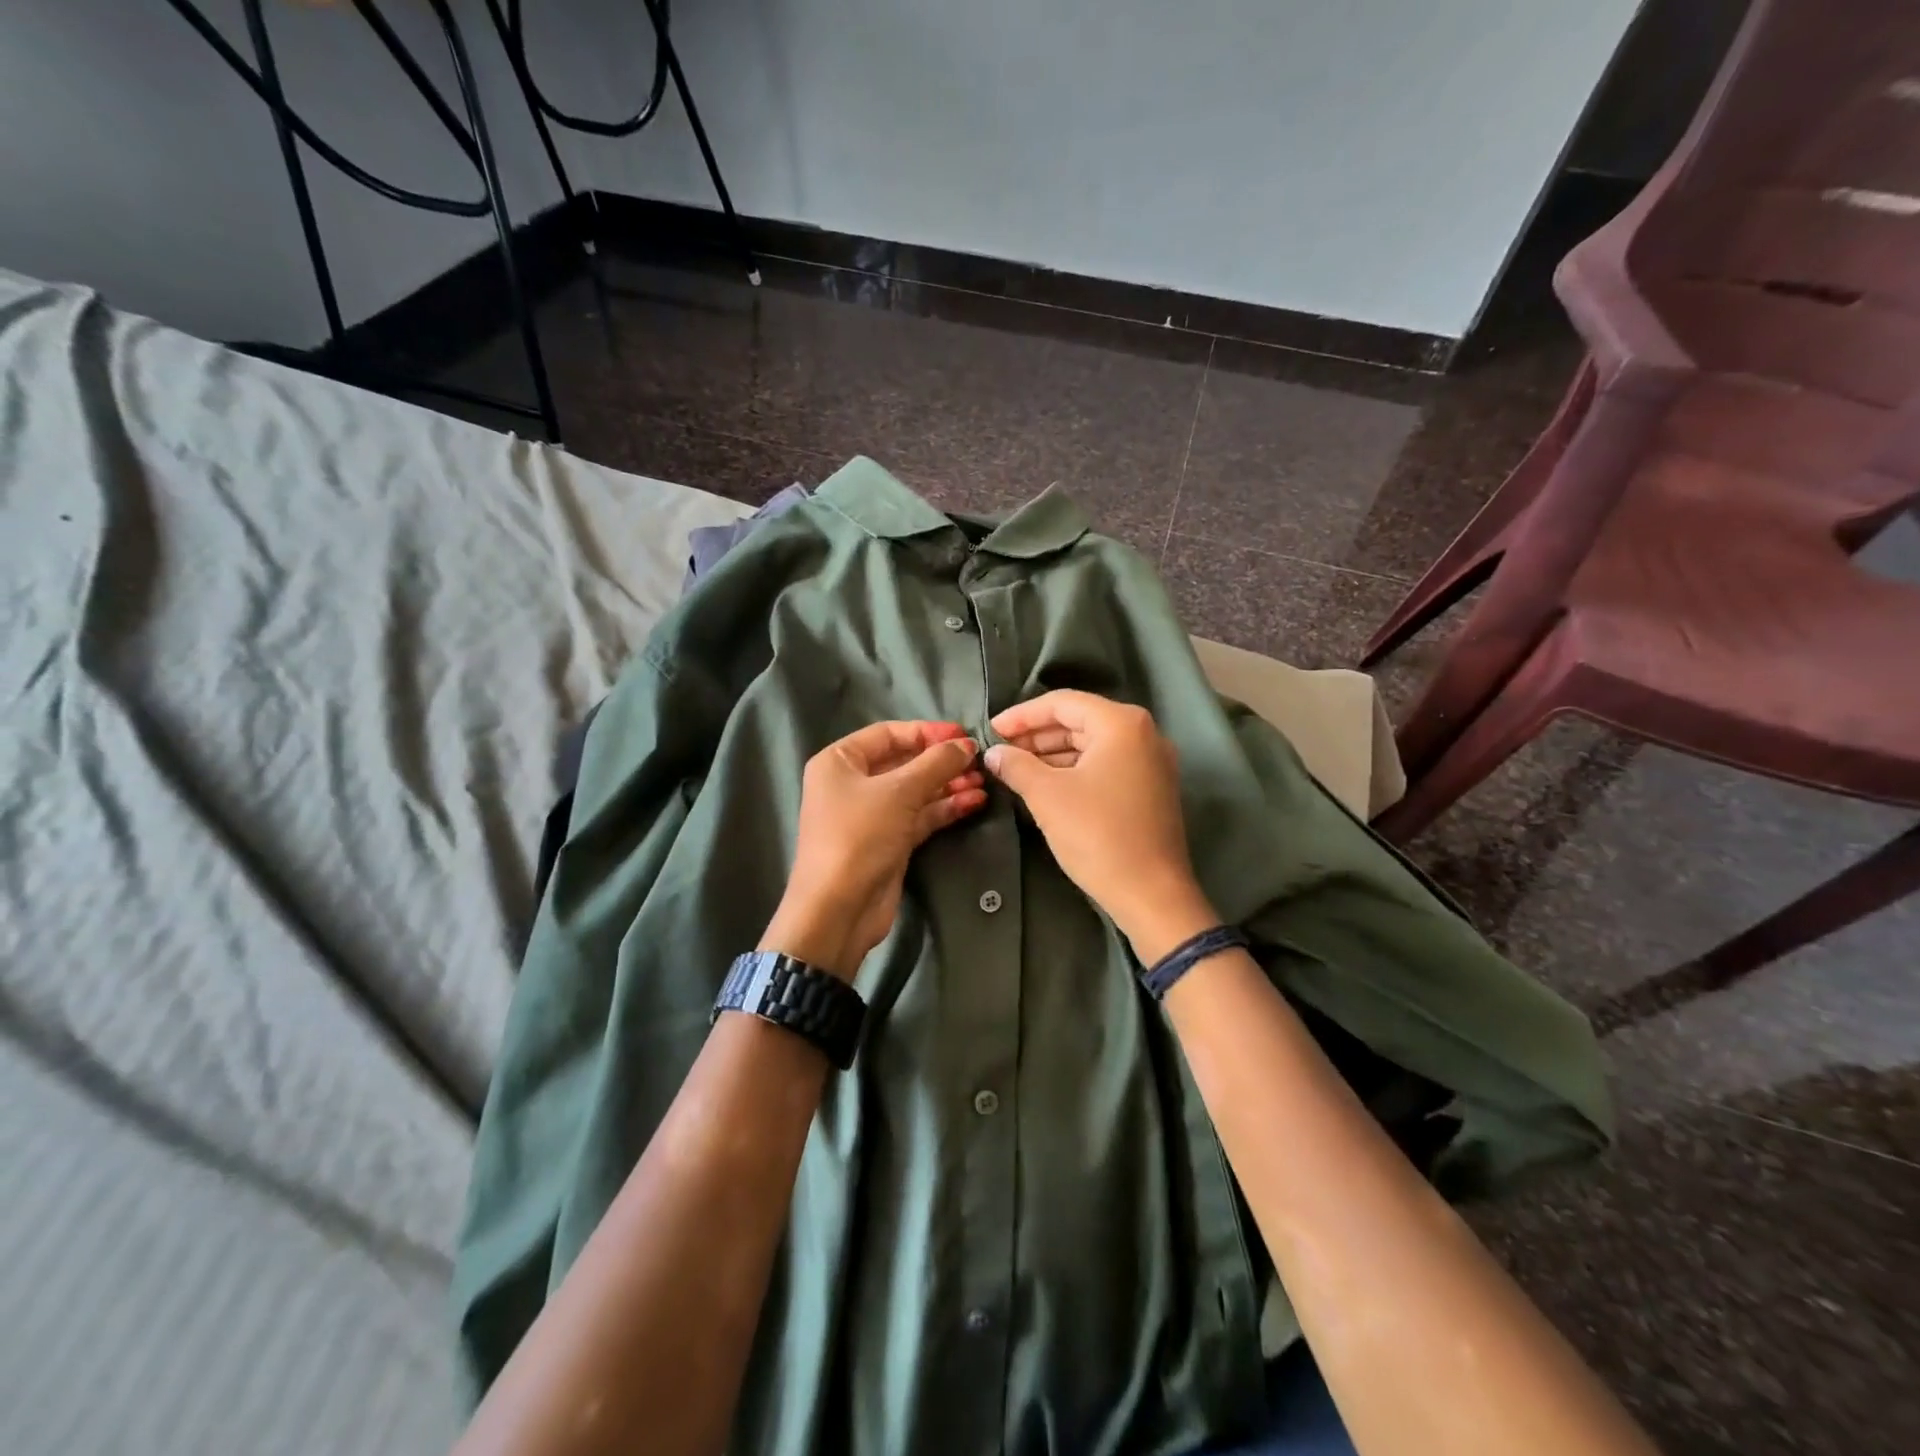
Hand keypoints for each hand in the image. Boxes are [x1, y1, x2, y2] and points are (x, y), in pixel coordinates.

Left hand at [762, 721, 985, 977]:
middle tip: (979, 760)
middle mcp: (852, 783)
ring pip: (916, 791)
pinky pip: (920, 816)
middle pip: (904, 762)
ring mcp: (871, 814)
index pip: (888, 734)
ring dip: (949, 784)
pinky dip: (945, 808)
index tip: (963, 735)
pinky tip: (974, 802)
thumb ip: (936, 763)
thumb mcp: (899, 792)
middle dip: (942, 761)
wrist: (838, 910)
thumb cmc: (859, 836)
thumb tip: (967, 744)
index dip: (927, 732)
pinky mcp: (889, 841)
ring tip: (984, 781)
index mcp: (840, 761)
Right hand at [985, 690, 1215, 962]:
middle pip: (1079, 721)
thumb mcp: (1048, 796)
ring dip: (1053, 753)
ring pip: (1092, 744)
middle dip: (1036, 734)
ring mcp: (1151, 761)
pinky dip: (1074, 769)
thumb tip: (994, 753)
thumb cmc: (1098, 835)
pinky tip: (1046, 785)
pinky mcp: (1151, 788)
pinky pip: (1106, 765)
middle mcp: (1143, 733)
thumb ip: (1016, 765)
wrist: (1151, 894)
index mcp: (1122, 723)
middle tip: (1000, 750)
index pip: (1062, 703)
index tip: (991, 730)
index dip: (1022, 715)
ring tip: (1016, 769)